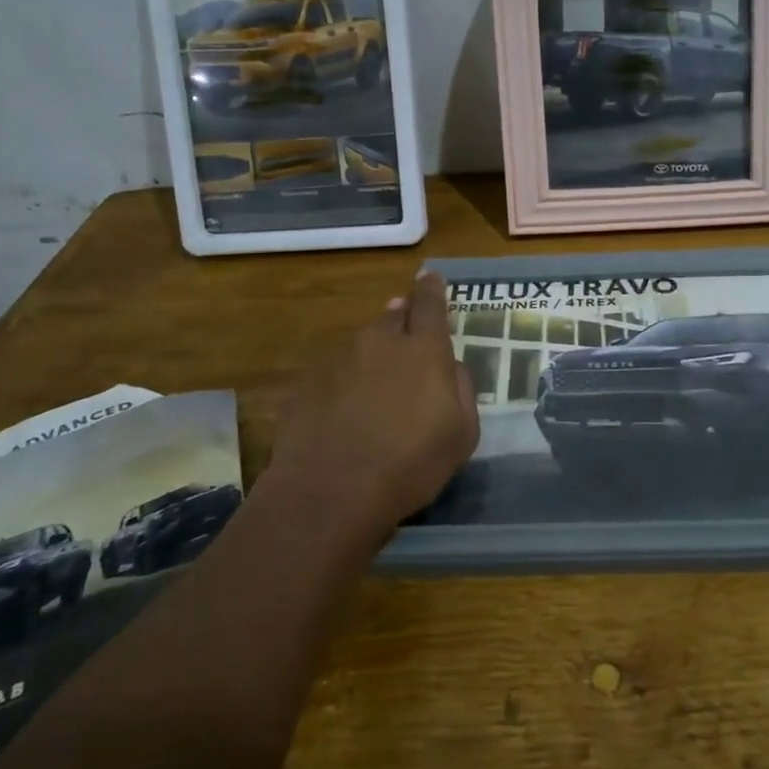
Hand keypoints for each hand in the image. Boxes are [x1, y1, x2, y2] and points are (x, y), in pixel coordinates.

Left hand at [261, 271, 479, 539]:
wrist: (330, 493)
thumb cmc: (411, 464)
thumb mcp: (462, 434)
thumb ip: (461, 389)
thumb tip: (450, 367)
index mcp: (423, 350)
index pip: (430, 304)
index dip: (432, 289)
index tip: (429, 275)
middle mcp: (380, 343)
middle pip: (393, 319)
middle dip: (402, 318)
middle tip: (407, 330)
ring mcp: (338, 362)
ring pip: (362, 347)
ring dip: (373, 355)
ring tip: (376, 384)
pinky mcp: (306, 385)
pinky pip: (334, 375)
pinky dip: (344, 385)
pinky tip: (345, 414)